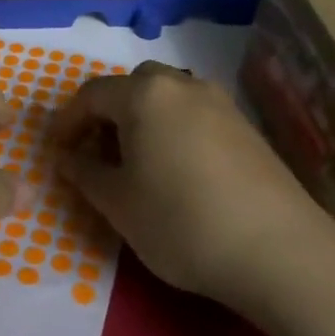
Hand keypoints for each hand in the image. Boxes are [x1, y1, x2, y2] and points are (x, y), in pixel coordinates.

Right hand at [53, 62, 323, 307]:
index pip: (92, 94)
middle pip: (132, 86)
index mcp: (144, 95)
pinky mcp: (246, 126)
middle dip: (107, 114)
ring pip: (166, 97)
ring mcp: (220, 102)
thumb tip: (67, 157)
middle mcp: (182, 85)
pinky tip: (177, 169)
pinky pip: (194, 114)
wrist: (277, 250)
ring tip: (136, 162)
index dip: (68, 121)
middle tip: (96, 151)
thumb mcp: (118, 203)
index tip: (57, 151)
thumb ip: (85, 173)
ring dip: (142, 119)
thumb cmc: (181, 222)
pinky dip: (173, 129)